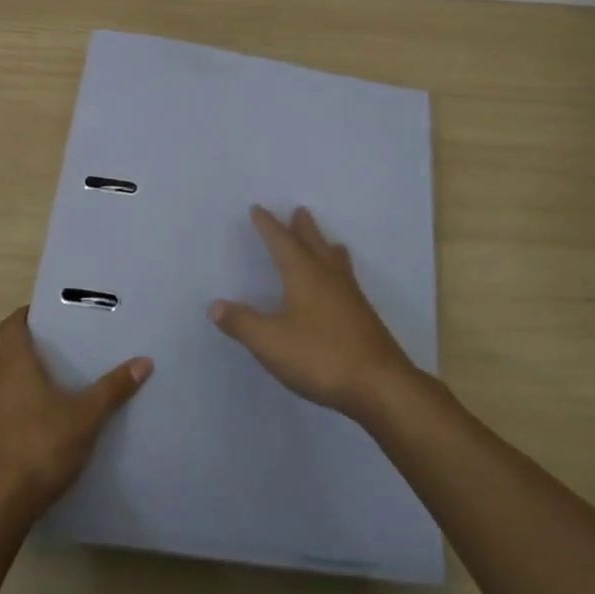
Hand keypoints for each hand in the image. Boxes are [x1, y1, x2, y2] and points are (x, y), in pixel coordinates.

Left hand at [0, 308, 150, 520]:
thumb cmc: (38, 449)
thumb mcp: (85, 418)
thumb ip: (113, 389)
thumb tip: (144, 361)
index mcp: (14, 365)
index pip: (11, 325)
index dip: (26, 316)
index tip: (47, 315)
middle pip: (5, 354)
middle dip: (29, 350)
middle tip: (60, 352)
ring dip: (19, 384)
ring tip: (52, 391)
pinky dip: (13, 414)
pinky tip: (36, 431)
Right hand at [210, 206, 419, 422]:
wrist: (380, 385)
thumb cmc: (321, 357)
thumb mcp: (271, 342)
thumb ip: (242, 323)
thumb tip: (215, 305)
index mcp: (304, 275)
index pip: (282, 242)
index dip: (268, 226)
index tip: (258, 209)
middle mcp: (328, 278)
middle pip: (314, 244)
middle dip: (302, 228)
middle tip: (299, 210)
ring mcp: (350, 297)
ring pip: (335, 261)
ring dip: (325, 246)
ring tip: (327, 241)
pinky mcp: (363, 317)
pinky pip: (347, 280)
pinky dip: (339, 270)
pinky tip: (342, 286)